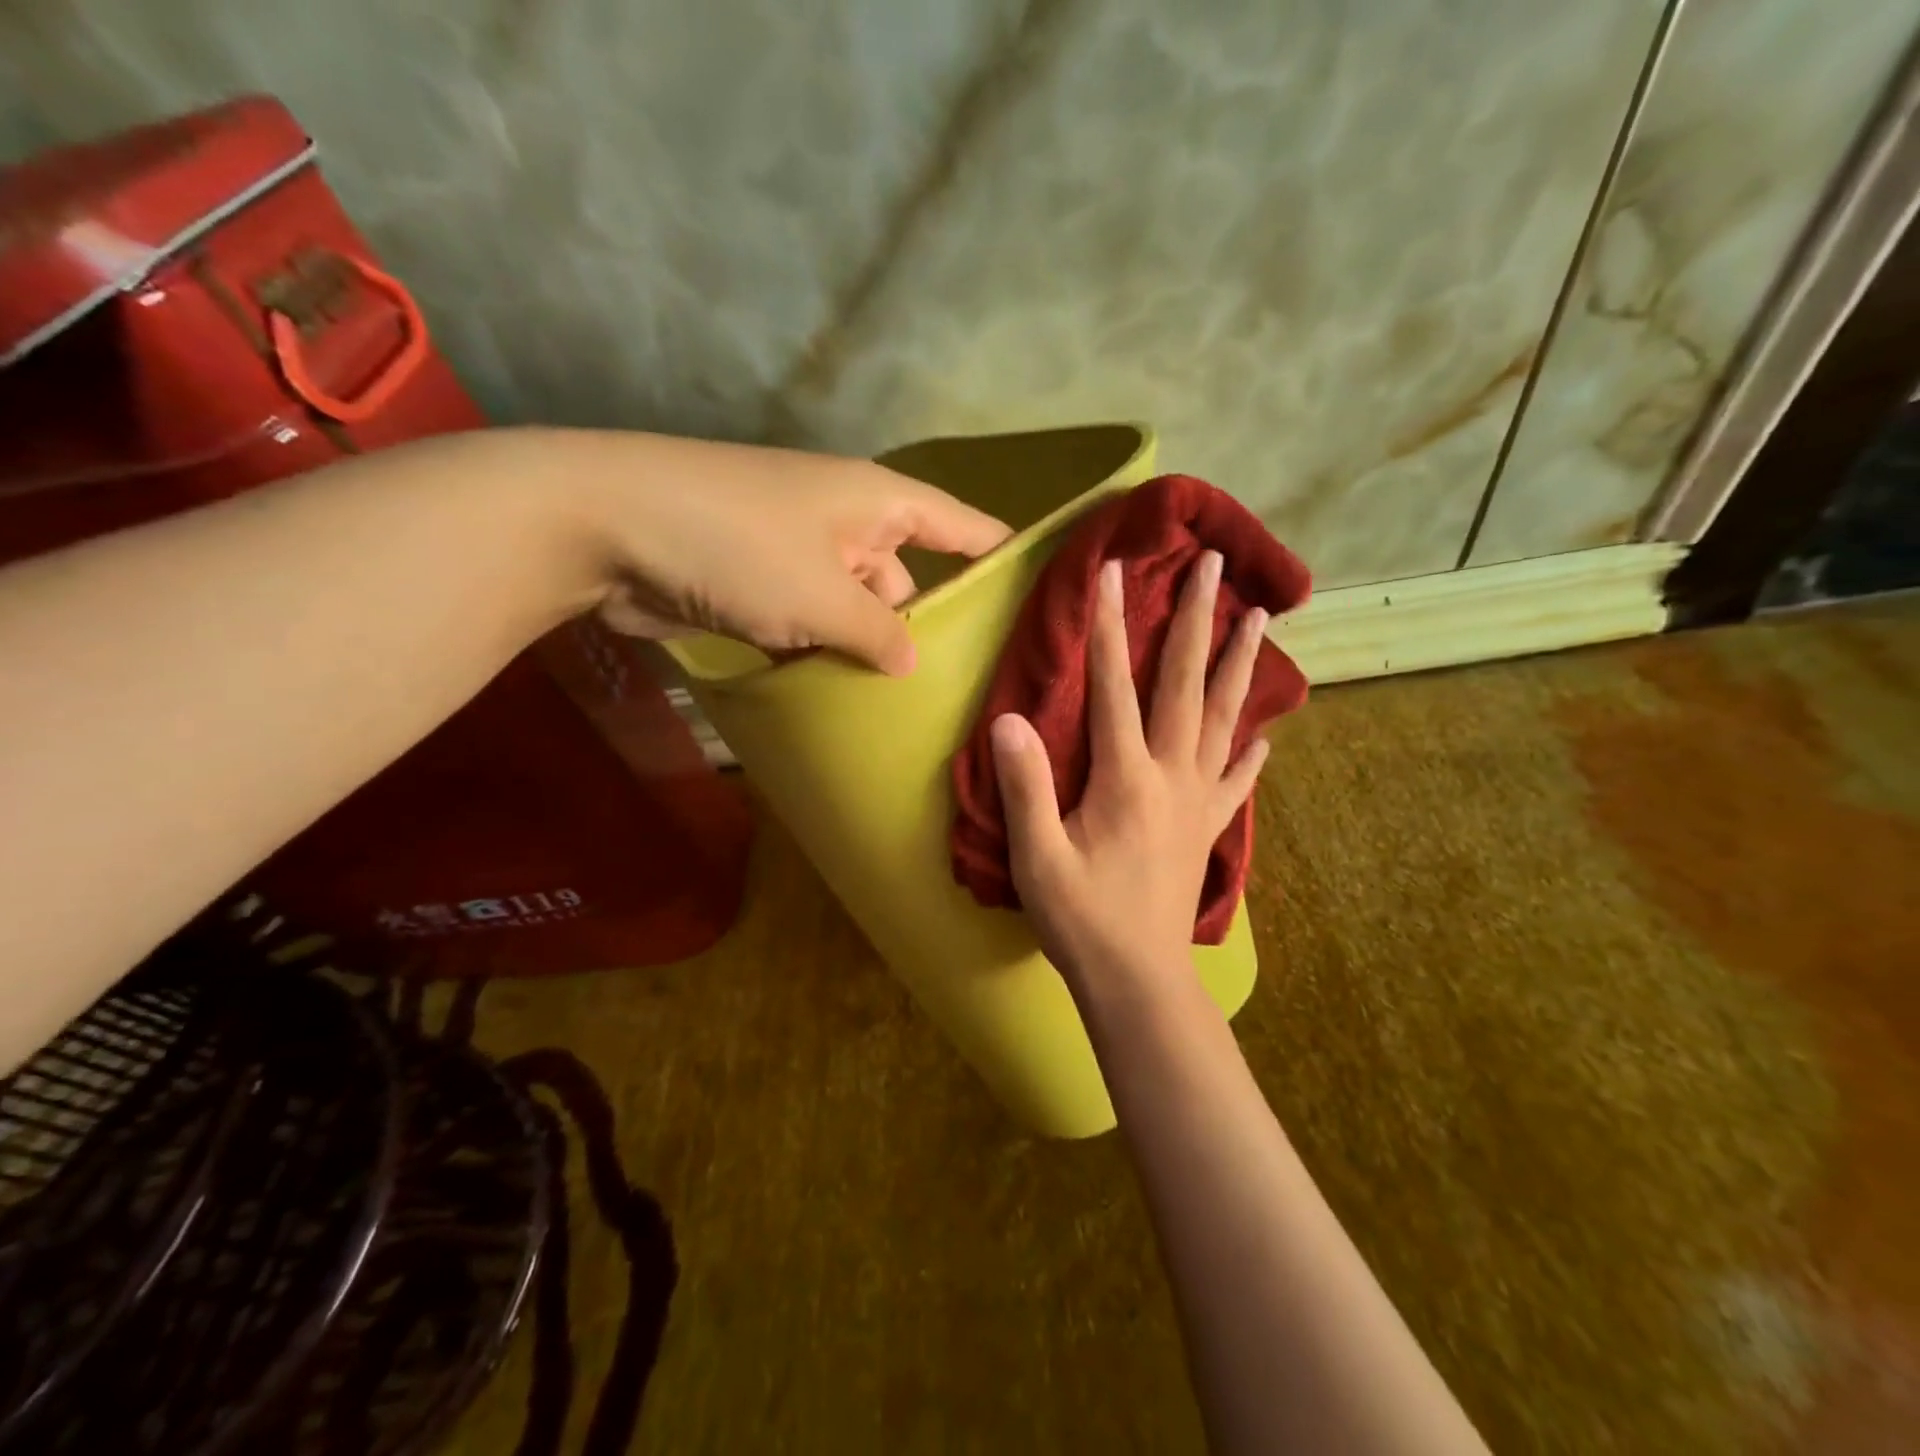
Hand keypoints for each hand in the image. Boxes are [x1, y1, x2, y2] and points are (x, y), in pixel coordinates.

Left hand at [577, 431, 1009, 673]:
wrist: (606, 526)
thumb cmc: (736, 545)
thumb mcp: (822, 596)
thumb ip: (878, 632)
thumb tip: (911, 661)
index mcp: (877, 503)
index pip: (961, 526)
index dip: (1001, 557)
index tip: (1041, 596)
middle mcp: (847, 522)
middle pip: (910, 576)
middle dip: (930, 626)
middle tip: (967, 688)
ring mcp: (801, 554)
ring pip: (858, 607)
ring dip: (870, 648)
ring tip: (910, 707)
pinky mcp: (760, 585)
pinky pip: (812, 623)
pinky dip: (824, 654)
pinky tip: (844, 699)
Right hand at [990, 550, 1269, 990]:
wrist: (1139, 981)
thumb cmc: (1082, 920)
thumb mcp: (1037, 857)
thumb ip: (1025, 787)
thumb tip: (1010, 720)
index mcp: (1126, 777)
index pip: (1115, 686)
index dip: (1110, 627)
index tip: (1112, 572)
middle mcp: (1171, 776)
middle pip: (1185, 684)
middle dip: (1196, 620)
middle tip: (1215, 566)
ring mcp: (1197, 801)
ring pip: (1223, 719)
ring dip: (1239, 665)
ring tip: (1258, 620)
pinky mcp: (1207, 829)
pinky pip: (1235, 781)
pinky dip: (1249, 754)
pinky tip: (1265, 738)